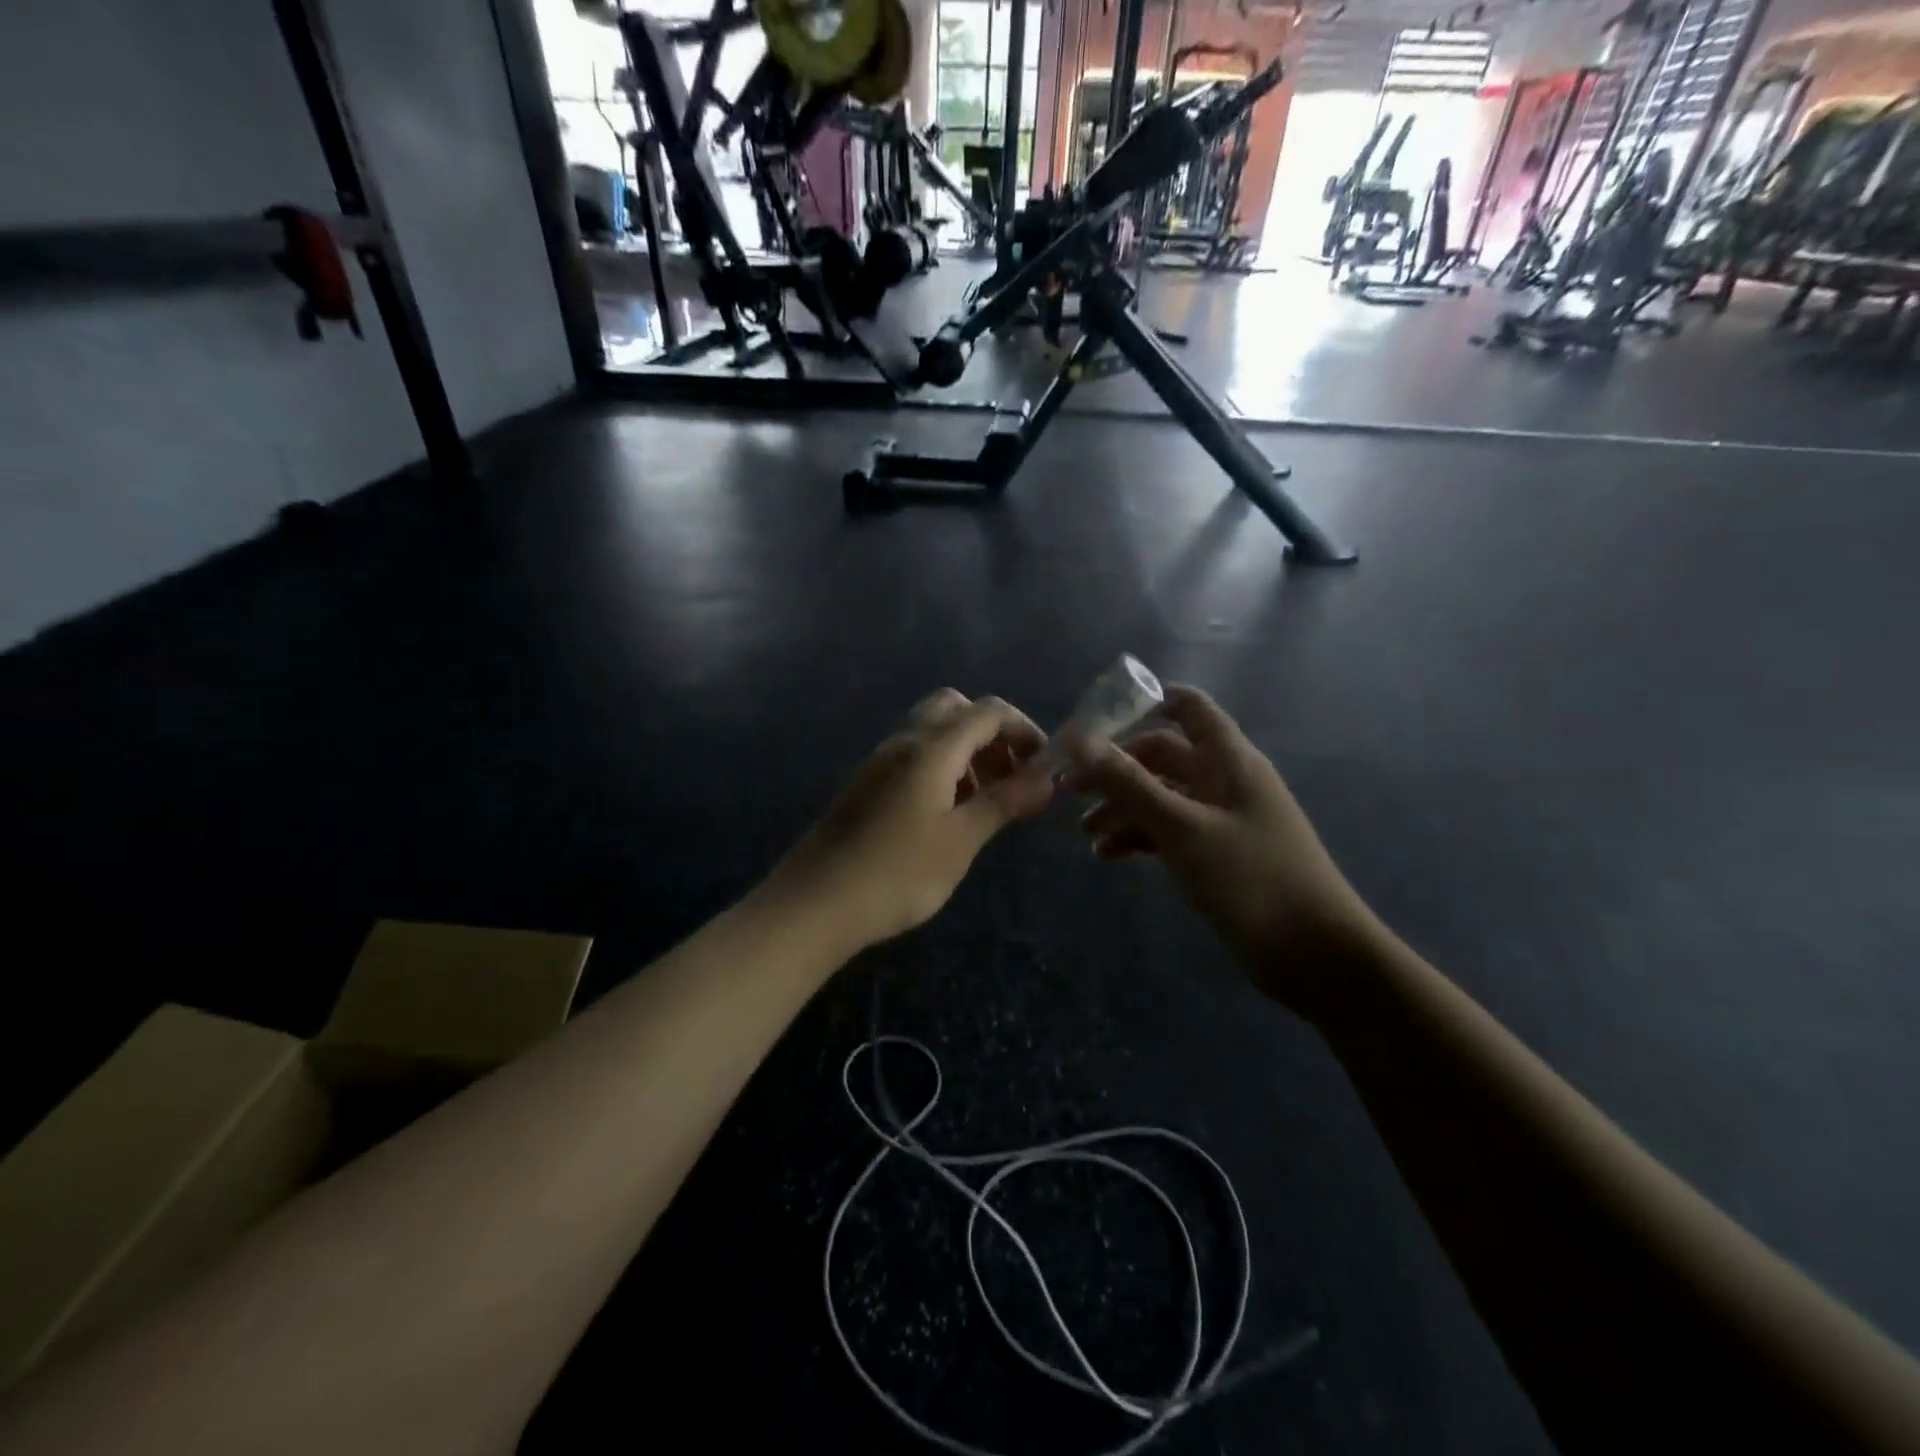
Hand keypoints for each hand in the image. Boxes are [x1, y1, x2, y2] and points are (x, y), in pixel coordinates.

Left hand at [770, 690, 1054, 951]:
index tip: (1044, 766)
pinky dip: (941, 767)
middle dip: (991, 733)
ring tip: (985, 800)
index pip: (988, 711)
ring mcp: (879, 762)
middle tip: (1010, 775)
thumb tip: (1047, 777)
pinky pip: (912, 756)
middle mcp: (904, 742)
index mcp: (931, 748)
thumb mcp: (960, 839)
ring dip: (966, 751)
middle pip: (955, 709)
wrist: (816, 903)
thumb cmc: (897, 872)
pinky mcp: (866, 784)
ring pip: (932, 732)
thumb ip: (1004, 801)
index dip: (1023, 729)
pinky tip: (947, 813)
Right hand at [1070, 686, 1378, 1014]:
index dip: (1146, 702)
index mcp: (1228, 759)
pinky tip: (1111, 855)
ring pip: (1164, 796)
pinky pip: (1172, 830)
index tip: (1097, 721)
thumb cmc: (1249, 878)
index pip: (1189, 707)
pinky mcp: (1219, 854)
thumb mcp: (1181, 827)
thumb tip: (1079, 741)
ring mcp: (1224, 819)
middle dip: (1119, 768)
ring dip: (1124, 807)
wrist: (1314, 954)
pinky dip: (1141, 836)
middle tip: (1072, 789)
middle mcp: (1226, 780)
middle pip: (1164, 756)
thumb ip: (1129, 783)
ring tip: (1087, 834)